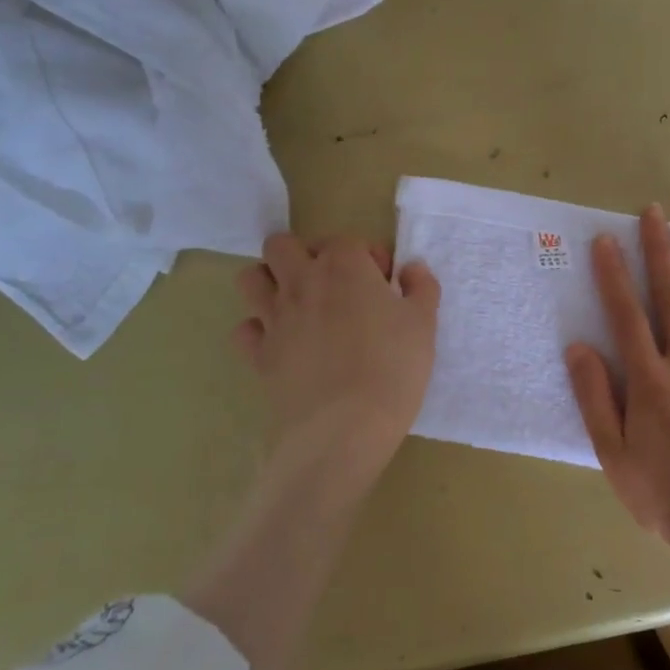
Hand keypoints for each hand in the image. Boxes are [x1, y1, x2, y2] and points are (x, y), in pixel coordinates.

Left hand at [233, 233, 440, 491]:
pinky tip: (284, 343)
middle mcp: (302, 281)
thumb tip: (411, 269)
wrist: (344, 428)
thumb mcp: (424, 324)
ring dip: (271, 283)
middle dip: (305, 255)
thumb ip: (421, 287)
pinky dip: (260, 330)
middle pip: (282, 246)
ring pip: (251, 278)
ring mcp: (274, 317)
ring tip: (301, 306)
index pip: (348, 241)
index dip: (369, 259)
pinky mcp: (259, 354)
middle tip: (334, 286)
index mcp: (344, 266)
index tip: (386, 286)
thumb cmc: (393, 368)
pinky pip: (246, 328)